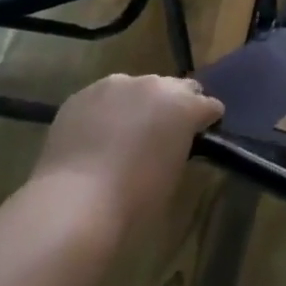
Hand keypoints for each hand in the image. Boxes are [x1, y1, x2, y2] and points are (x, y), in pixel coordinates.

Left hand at [29, 74, 223, 242]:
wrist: (75, 201)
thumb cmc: (135, 197)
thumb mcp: (174, 171)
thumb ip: (179, 144)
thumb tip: (172, 140)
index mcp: (185, 105)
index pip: (209, 105)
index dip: (206, 120)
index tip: (200, 135)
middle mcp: (156, 84)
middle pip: (176, 87)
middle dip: (175, 104)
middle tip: (164, 131)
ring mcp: (117, 85)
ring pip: (138, 88)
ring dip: (139, 104)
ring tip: (125, 131)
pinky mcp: (84, 93)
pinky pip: (104, 97)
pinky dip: (107, 110)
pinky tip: (97, 134)